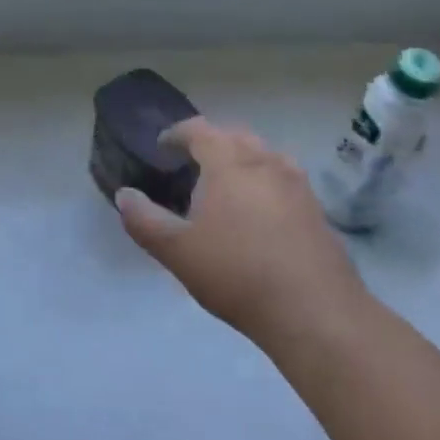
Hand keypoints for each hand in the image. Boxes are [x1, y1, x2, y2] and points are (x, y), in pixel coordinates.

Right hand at [115, 116, 367, 344]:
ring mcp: (296, 182)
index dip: (176, 134)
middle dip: (211, 142)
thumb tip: (124, 195)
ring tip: (226, 185)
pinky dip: (265, 182)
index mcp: (228, 160)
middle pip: (233, 135)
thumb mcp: (177, 251)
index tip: (162, 146)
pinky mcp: (316, 208)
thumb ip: (144, 220)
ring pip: (263, 155)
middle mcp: (264, 160)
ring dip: (241, 160)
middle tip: (192, 164)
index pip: (198, 129)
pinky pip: (283, 179)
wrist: (314, 311)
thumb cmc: (237, 272)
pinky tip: (260, 213)